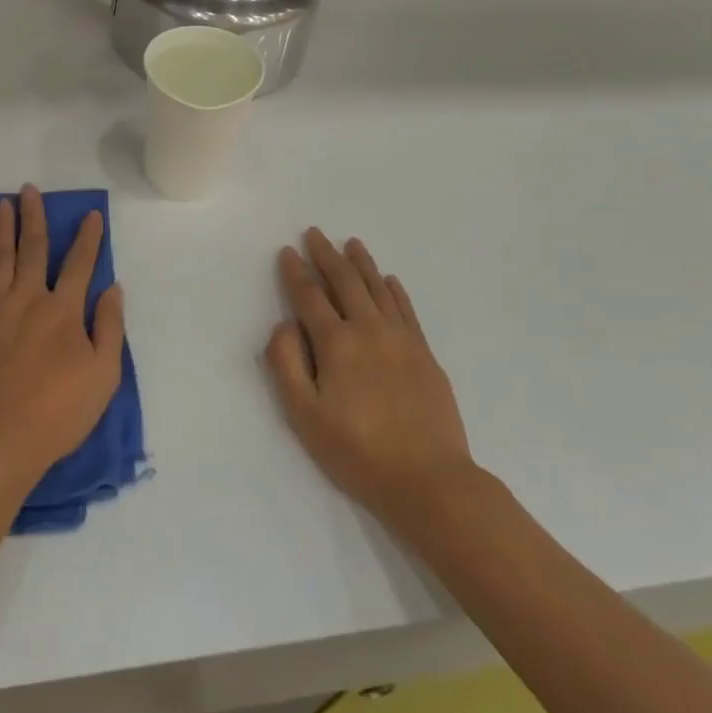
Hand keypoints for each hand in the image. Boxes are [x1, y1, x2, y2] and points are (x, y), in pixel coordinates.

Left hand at [0, 185, 124, 482]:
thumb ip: (109, 328)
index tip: (90, 214)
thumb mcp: (102, 376)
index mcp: (63, 310)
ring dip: (2, 227)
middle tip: (29, 189)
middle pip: (33, 248)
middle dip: (34, 216)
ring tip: (3, 204)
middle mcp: (28, 298)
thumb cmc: (56, 413)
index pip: (80, 263)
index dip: (87, 237)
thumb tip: (112, 287)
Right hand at [264, 229, 474, 528]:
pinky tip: (390, 280)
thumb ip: (287, 363)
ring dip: (362, 263)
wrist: (428, 479)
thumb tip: (283, 323)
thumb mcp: (305, 415)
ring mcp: (401, 339)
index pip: (310, 297)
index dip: (296, 273)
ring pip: (378, 288)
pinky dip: (395, 290)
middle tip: (315, 233)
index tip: (287, 251)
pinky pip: (406, 310)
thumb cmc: (357, 451)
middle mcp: (369, 329)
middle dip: (326, 255)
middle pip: (345, 282)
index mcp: (337, 343)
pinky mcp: (424, 354)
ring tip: (352, 243)